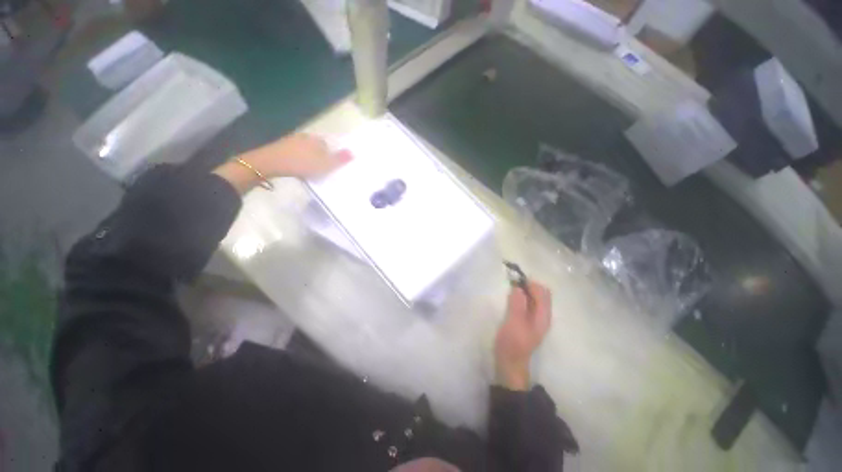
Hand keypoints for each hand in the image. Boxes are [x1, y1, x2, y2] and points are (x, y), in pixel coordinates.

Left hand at [238, 133, 351, 178]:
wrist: (270, 163)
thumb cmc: (302, 164)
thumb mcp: (325, 165)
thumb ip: (339, 159)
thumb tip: (354, 152)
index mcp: (317, 140)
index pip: (329, 146)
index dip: (331, 156)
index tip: (330, 167)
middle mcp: (305, 137)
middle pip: (317, 147)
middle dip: (320, 157)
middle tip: (321, 170)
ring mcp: (292, 141)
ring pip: (306, 150)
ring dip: (309, 159)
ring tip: (310, 171)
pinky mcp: (281, 148)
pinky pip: (295, 154)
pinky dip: (299, 160)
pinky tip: (298, 168)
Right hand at [494, 281, 551, 390]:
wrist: (510, 363)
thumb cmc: (512, 343)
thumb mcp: (513, 323)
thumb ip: (517, 304)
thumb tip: (518, 287)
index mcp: (543, 316)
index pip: (543, 292)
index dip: (530, 284)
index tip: (515, 281)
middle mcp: (543, 315)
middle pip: (541, 294)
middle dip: (528, 286)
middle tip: (512, 284)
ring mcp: (536, 318)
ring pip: (534, 298)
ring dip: (524, 291)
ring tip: (510, 290)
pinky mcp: (528, 320)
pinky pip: (528, 303)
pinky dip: (521, 297)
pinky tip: (511, 299)